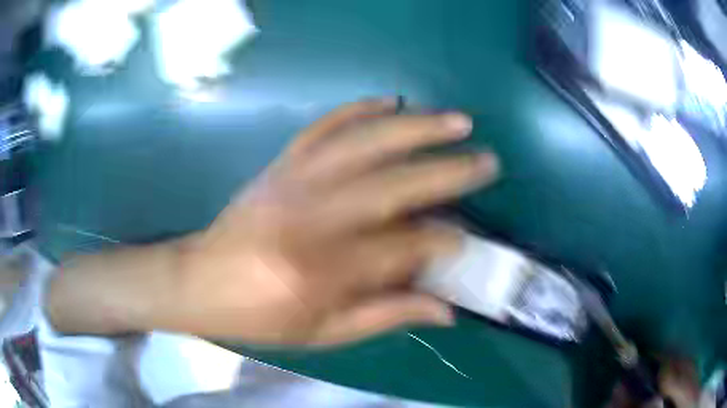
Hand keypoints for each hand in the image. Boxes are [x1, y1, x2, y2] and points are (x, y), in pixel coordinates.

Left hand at [47, 99, 499, 346]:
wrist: (200, 281)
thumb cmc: (258, 317)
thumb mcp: (322, 335)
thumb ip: (387, 317)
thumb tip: (447, 310)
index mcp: (322, 271)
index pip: (402, 248)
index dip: (442, 242)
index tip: (467, 239)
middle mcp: (311, 217)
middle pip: (393, 185)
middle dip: (448, 172)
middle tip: (487, 160)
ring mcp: (293, 180)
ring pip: (364, 142)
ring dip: (416, 128)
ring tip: (457, 121)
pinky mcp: (280, 164)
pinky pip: (324, 126)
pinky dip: (359, 108)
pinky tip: (391, 100)